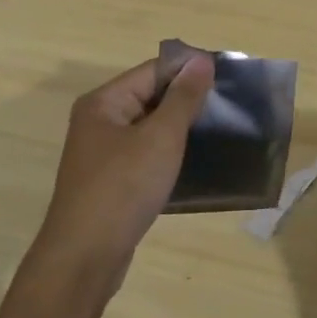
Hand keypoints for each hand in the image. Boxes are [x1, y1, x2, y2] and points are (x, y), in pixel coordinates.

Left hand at [30, 54, 214, 298]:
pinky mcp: (111, 181)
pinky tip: (196, 162)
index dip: (189, 70)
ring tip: (221, 131)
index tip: (228, 78)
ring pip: (149, 128)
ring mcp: (103, 154)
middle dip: (187, 100)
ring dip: (180, 129)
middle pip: (150, 97)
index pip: (153, 71)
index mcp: (104, 102)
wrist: (86, 256)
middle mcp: (99, 121)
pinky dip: (169, 154)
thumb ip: (183, 98)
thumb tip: (201, 60)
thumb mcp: (160, 138)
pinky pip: (145, 155)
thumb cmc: (123, 188)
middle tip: (231, 107)